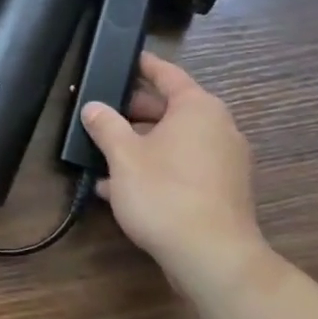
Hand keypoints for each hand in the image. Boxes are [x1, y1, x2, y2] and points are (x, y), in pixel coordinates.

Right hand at [81, 52, 262, 285]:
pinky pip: (183, 169)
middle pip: (169, 109)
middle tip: (99, 114)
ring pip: (173, 142)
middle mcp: (218, 128)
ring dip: (139, 147)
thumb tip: (93, 107)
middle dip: (131, 114)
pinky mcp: (221, 193)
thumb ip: (105, 126)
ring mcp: (224, 163)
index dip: (143, 65)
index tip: (123, 59)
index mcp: (198, 109)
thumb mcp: (123, 156)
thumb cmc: (165, 193)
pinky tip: (119, 189)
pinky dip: (155, 170)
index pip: (167, 74)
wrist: (213, 259)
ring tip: (101, 157)